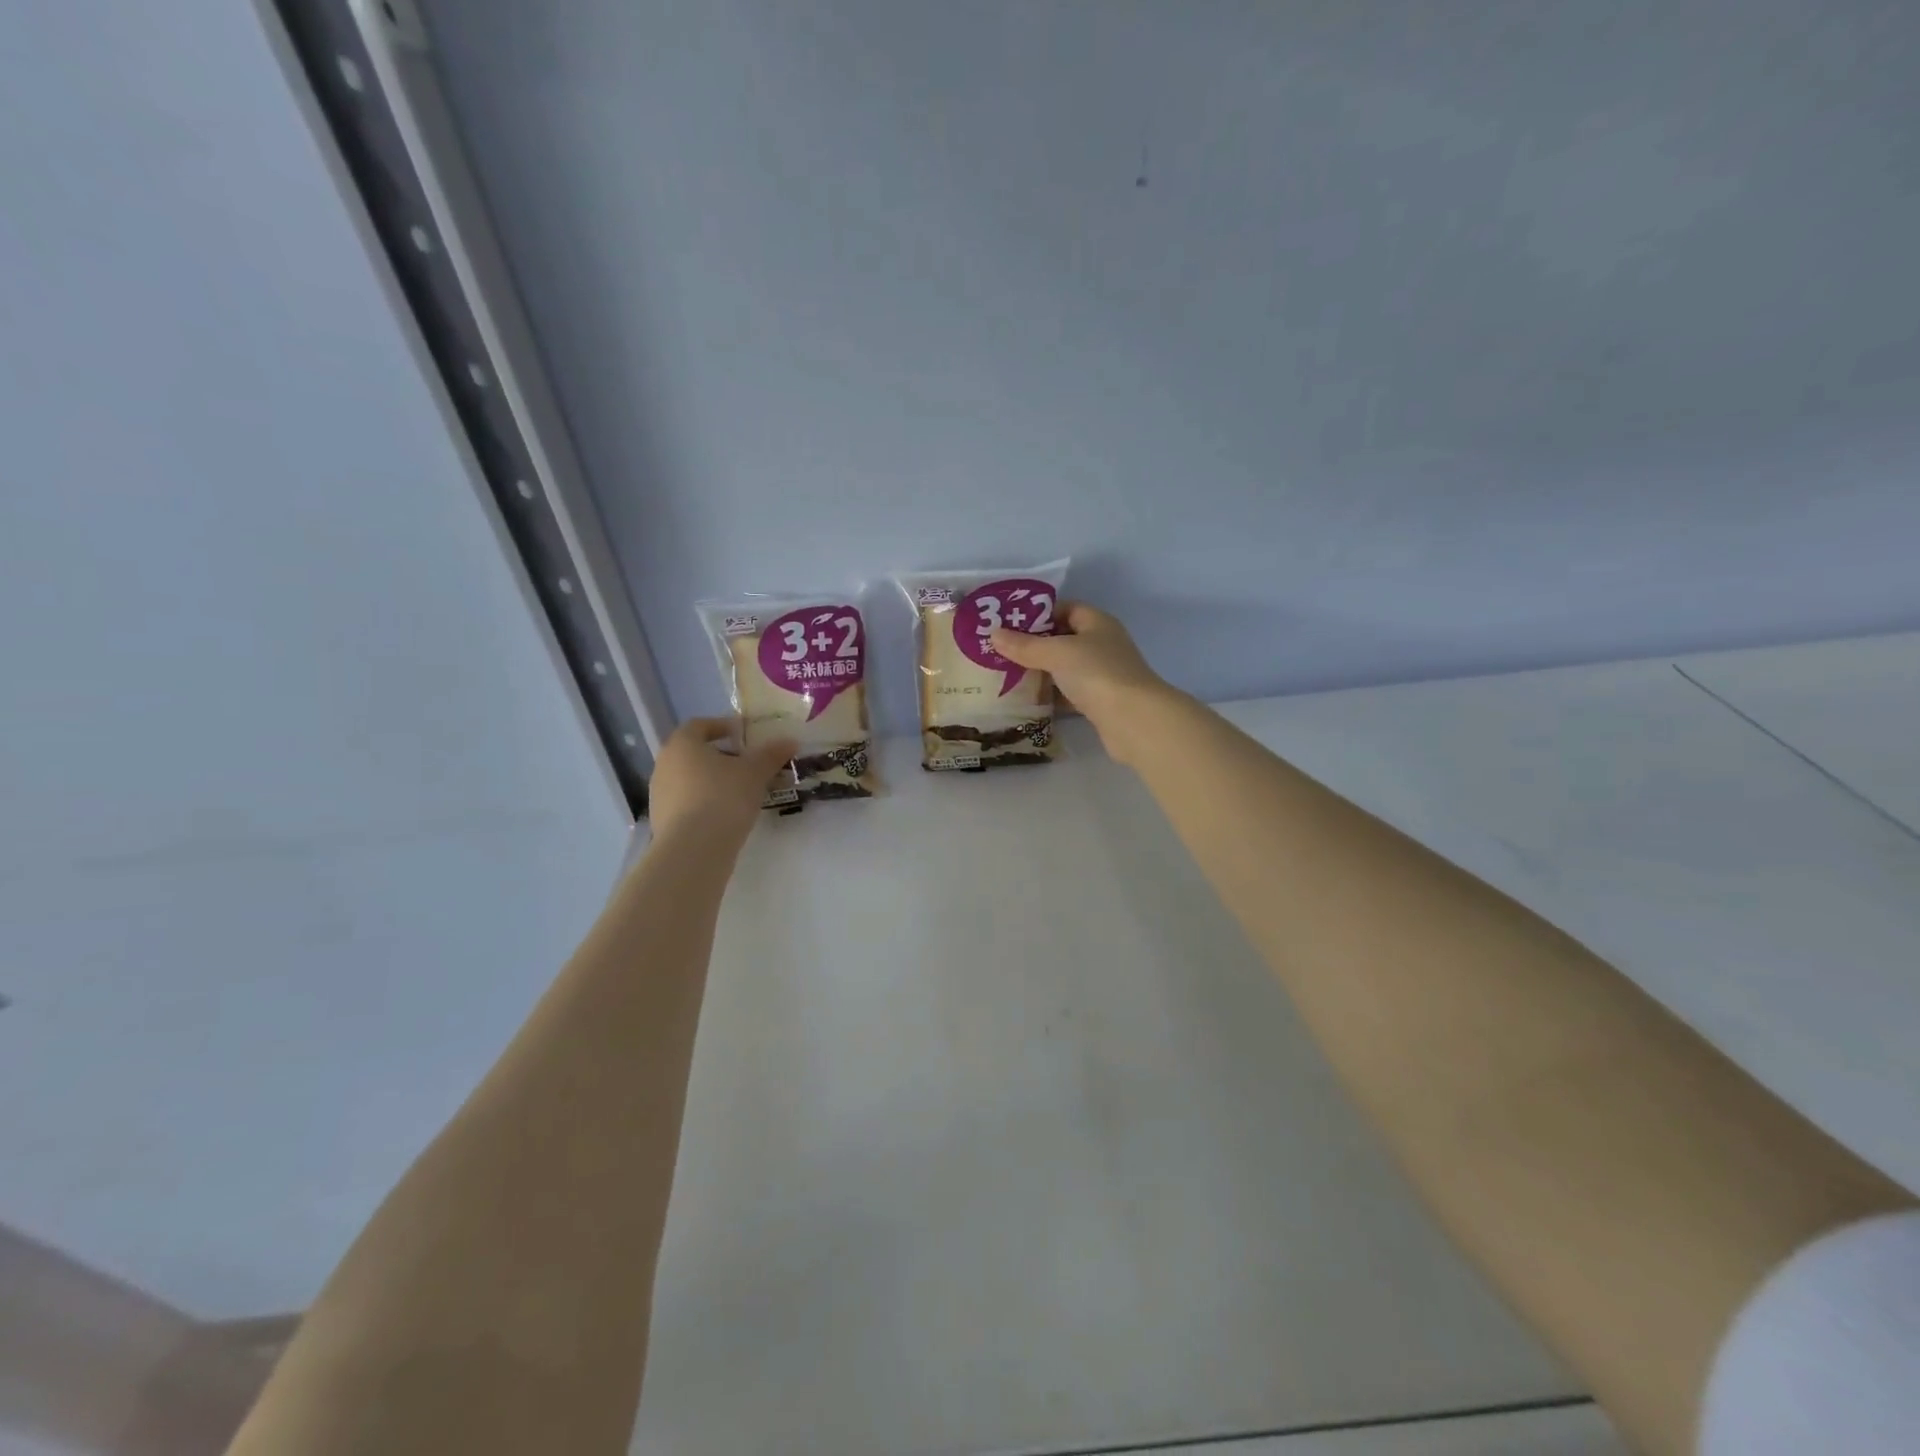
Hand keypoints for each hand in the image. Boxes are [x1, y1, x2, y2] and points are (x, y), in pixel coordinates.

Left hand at [647, 718, 795, 847]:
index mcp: (683, 744)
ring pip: (690, 779)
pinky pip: (687, 802)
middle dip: (721, 756)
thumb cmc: (724, 797)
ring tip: (741, 792)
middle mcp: (664, 764)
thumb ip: (771, 754)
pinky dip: (705, 802)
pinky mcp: (662, 820)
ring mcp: (659, 794)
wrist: (694, 849)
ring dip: (713, 780)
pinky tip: (726, 814)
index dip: (722, 726)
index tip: (743, 734)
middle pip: (694, 753)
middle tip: (747, 764)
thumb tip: (790, 741)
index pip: (700, 725)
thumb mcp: (755, 773)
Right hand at [992, 604, 1176, 765]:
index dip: (1039, 613)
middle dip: (1034, 645)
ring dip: (1040, 672)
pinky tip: (1027, 700)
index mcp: (1097, 623)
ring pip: (1065, 668)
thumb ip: (1025, 645)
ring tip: (1006, 674)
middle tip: (1000, 651)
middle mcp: (1102, 645)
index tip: (1009, 623)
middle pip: (1063, 639)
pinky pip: (1069, 693)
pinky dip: (1051, 696)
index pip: (1066, 609)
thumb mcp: (1057, 653)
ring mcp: (1102, 675)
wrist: (1134, 720)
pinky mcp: (1099, 702)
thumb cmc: (1097, 673)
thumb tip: (993, 633)